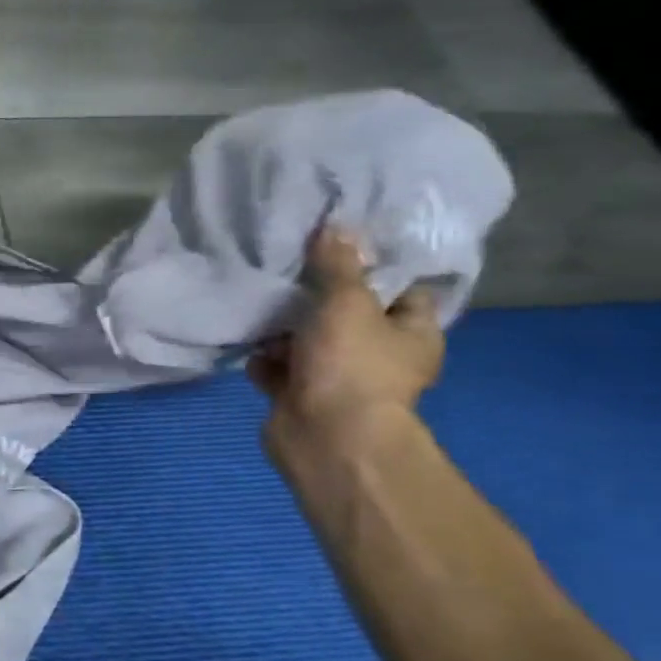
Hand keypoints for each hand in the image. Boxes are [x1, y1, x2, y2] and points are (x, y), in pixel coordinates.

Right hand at [249, 227, 444, 441]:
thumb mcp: (347, 302)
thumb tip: (338, 224)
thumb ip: (338, 265)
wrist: (325, 436)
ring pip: (306, 342)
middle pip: (345, 315)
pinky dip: (263, 360)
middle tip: (286, 270)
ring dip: (281, 330)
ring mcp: (337, 379)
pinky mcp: (300, 397)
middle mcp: (379, 356)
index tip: (337, 245)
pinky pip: (278, 369)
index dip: (372, 267)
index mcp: (411, 333)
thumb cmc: (351, 366)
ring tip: (258, 306)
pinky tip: (248, 345)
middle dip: (314, 298)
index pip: (400, 290)